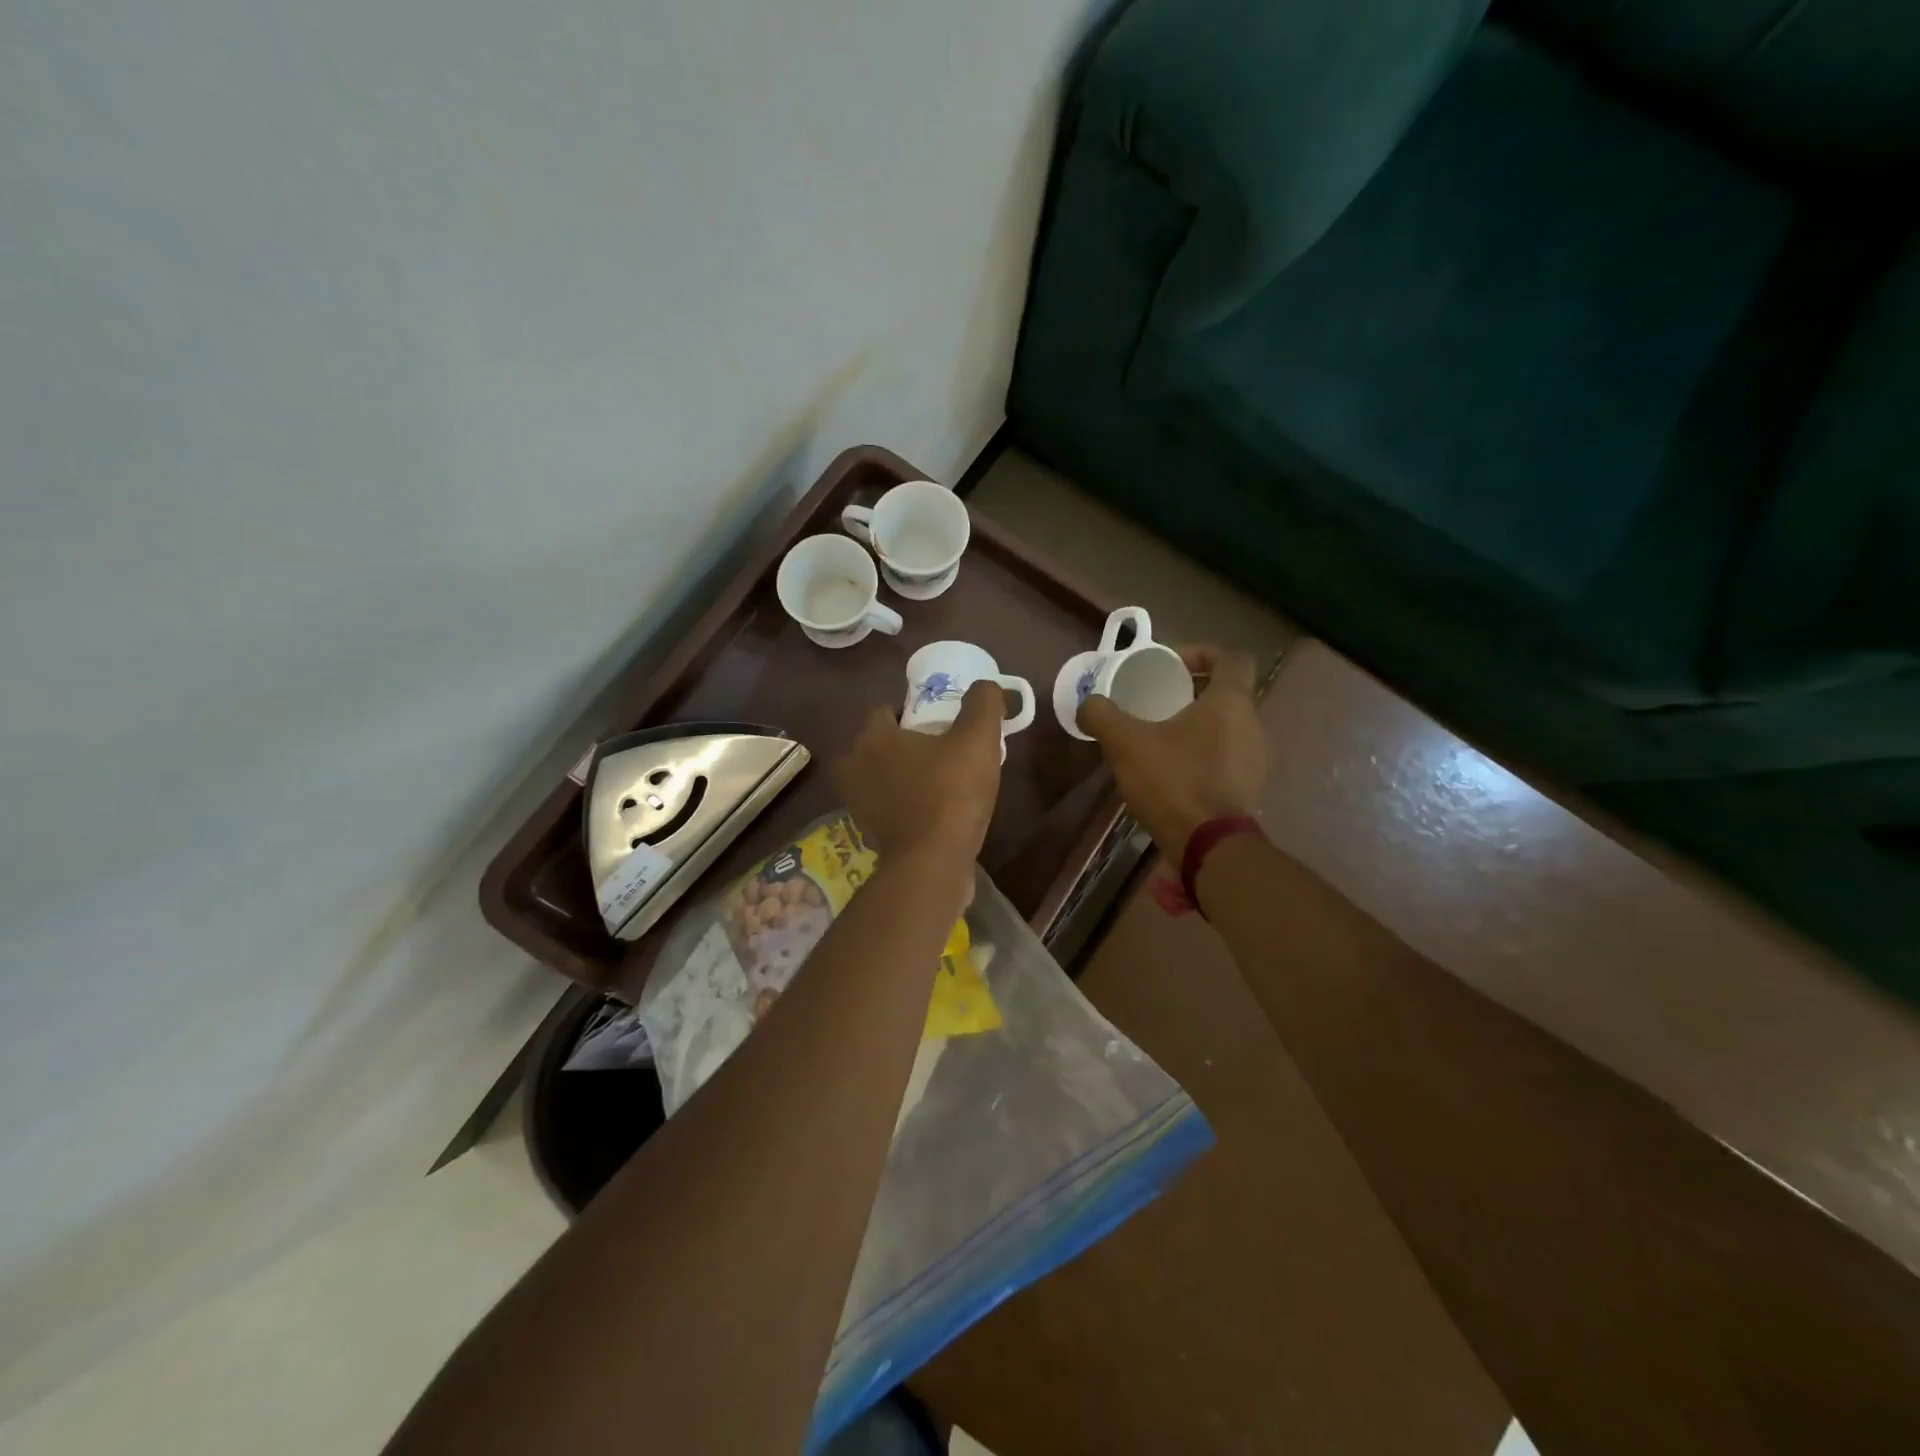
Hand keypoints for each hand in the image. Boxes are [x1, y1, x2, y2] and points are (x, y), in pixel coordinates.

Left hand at [835, 680, 1005, 880]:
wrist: (933, 863)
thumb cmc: (951, 793)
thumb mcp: (978, 739)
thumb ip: (983, 704)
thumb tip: (987, 686)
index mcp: (873, 737)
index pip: (887, 709)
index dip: (914, 709)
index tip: (942, 720)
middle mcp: (854, 766)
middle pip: (881, 742)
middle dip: (907, 741)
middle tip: (944, 747)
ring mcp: (857, 802)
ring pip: (882, 773)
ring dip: (904, 772)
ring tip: (940, 778)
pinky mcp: (868, 831)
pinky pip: (887, 802)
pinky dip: (903, 800)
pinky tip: (933, 807)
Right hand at [1077, 646, 1265, 860]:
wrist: (1209, 846)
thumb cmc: (1174, 781)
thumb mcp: (1125, 743)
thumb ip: (1101, 715)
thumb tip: (1087, 704)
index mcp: (1231, 701)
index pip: (1231, 657)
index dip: (1201, 652)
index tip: (1170, 664)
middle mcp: (1253, 724)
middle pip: (1228, 691)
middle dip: (1193, 689)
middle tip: (1157, 699)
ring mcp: (1256, 759)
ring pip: (1228, 725)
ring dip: (1198, 722)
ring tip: (1160, 734)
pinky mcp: (1249, 787)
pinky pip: (1227, 754)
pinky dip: (1203, 751)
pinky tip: (1172, 769)